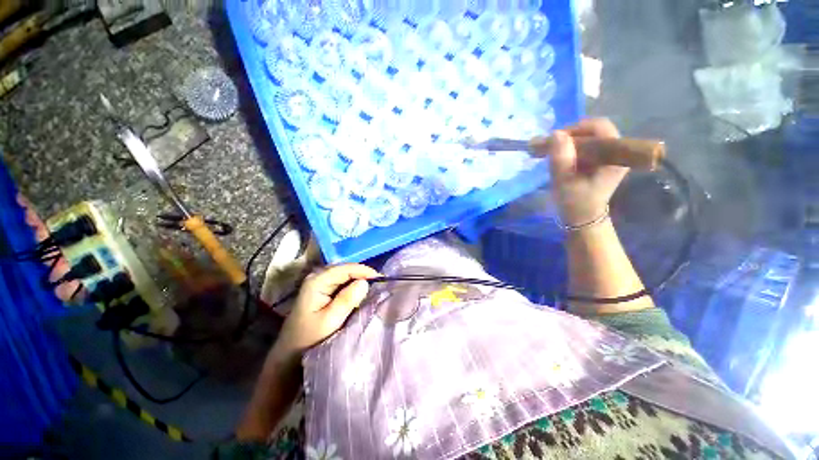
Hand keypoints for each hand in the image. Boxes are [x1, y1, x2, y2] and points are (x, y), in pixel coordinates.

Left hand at [274, 263, 379, 356]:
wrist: (290, 354)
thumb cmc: (309, 339)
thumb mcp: (330, 321)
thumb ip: (347, 300)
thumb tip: (365, 282)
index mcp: (317, 281)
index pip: (346, 269)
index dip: (365, 271)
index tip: (382, 279)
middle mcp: (317, 277)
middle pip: (346, 269)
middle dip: (363, 275)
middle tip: (380, 284)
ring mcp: (319, 283)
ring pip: (345, 275)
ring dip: (360, 280)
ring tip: (375, 287)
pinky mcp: (323, 291)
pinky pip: (342, 283)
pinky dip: (353, 286)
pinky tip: (362, 293)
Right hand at [548, 119, 627, 226]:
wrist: (583, 219)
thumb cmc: (575, 203)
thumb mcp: (564, 181)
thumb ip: (560, 158)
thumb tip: (556, 134)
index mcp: (615, 156)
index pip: (600, 127)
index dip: (576, 129)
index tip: (556, 140)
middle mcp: (617, 152)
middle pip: (594, 131)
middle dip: (570, 136)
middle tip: (550, 146)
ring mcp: (609, 156)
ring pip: (589, 138)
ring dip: (568, 142)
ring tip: (551, 152)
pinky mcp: (601, 161)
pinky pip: (587, 146)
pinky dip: (571, 148)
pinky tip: (559, 156)